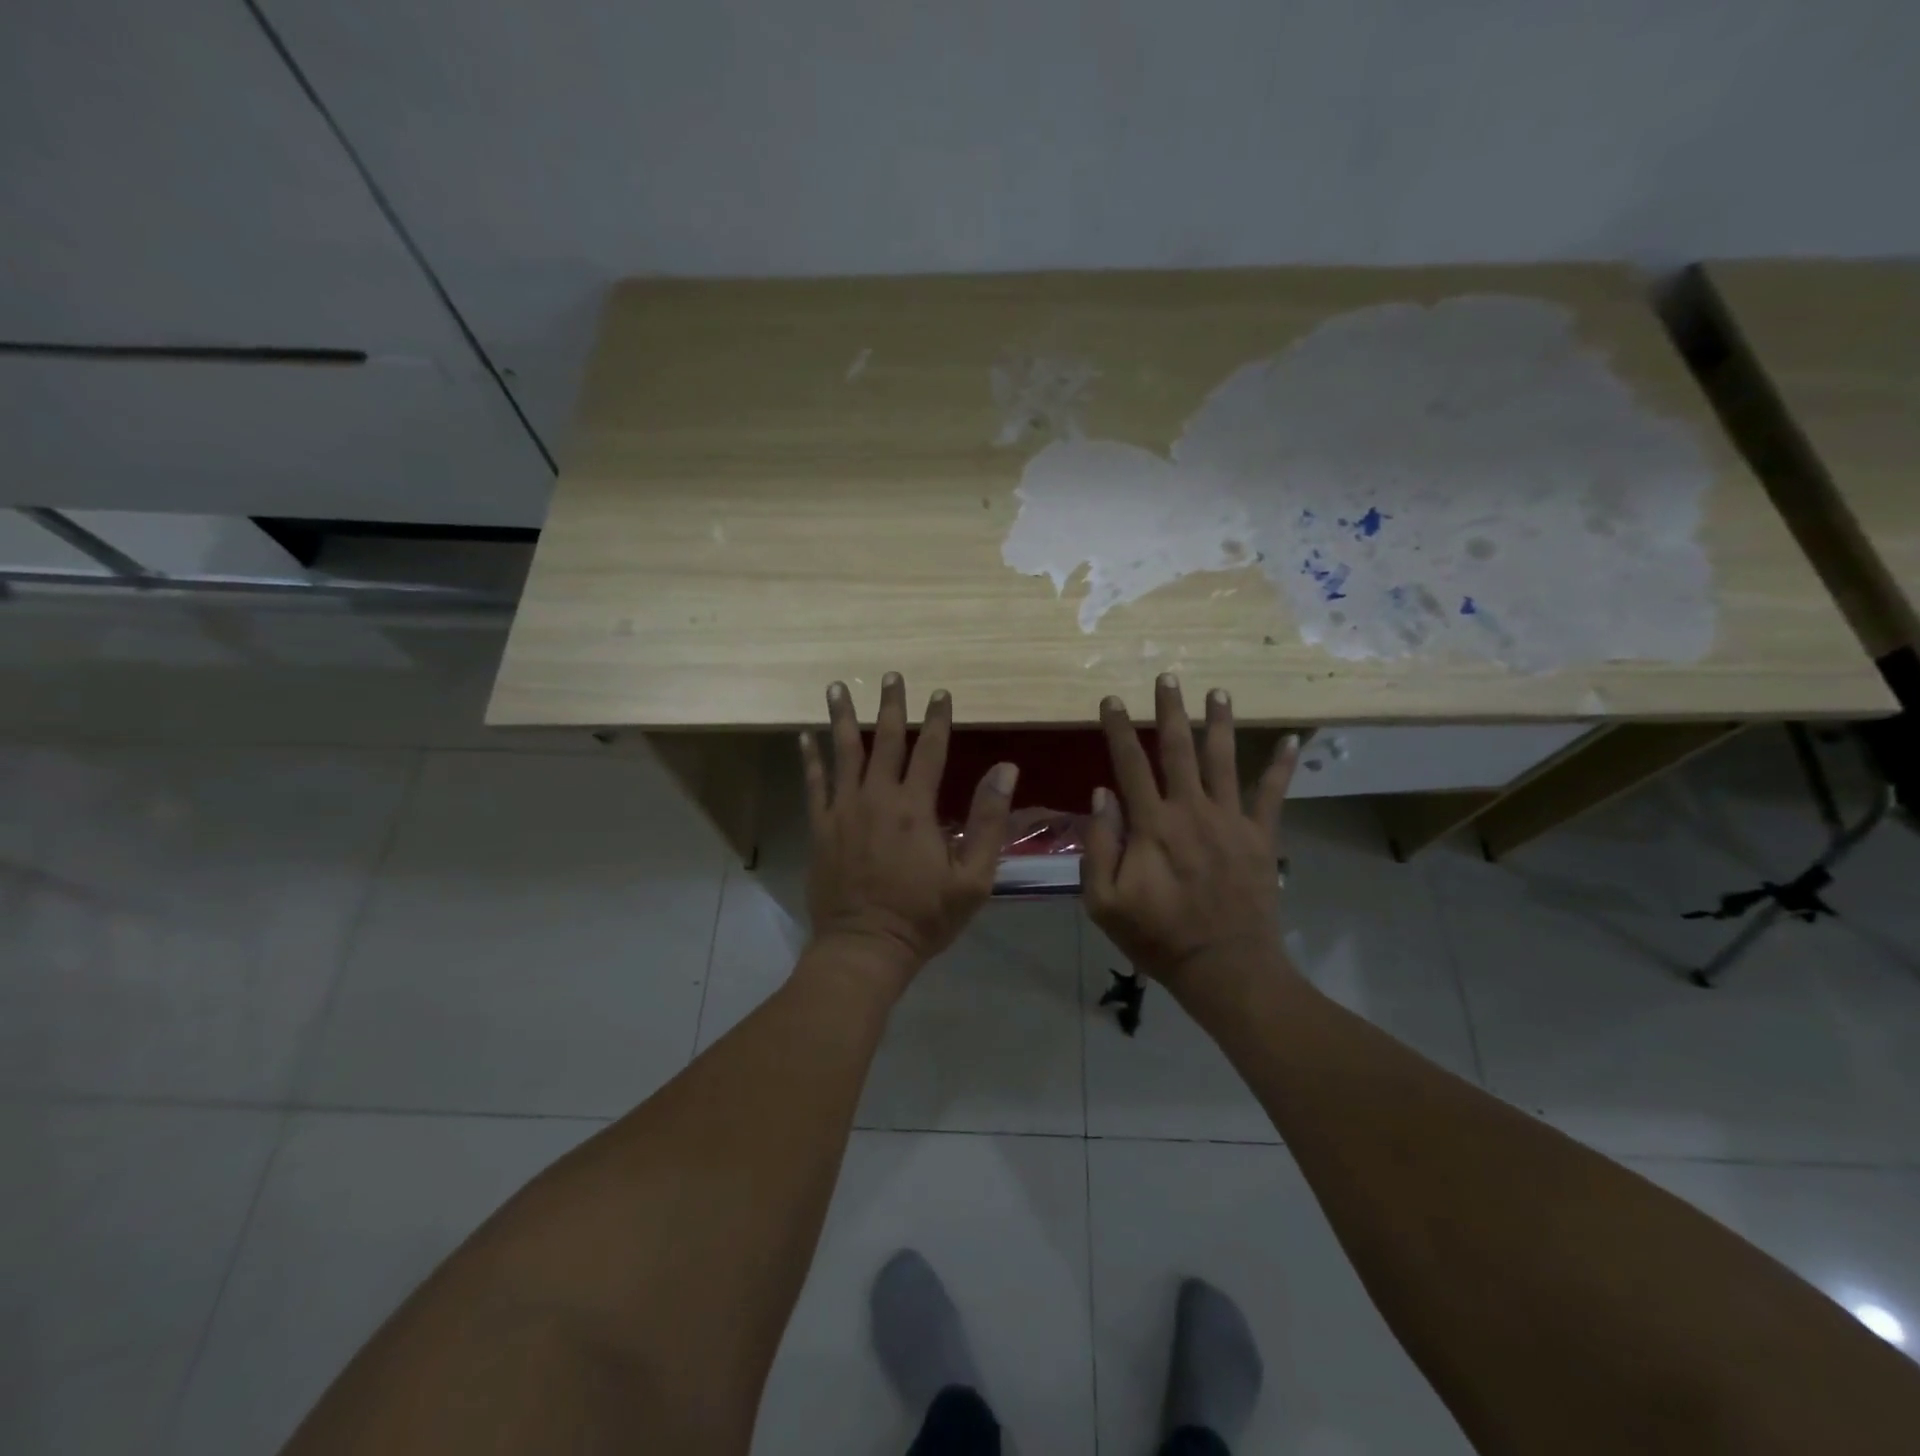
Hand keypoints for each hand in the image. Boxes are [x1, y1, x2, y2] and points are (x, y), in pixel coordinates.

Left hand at [799, 673, 1016, 995]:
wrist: (865, 947)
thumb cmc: (925, 916)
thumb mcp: (973, 877)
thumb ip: (989, 821)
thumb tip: (1005, 769)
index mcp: (915, 808)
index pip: (931, 750)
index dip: (938, 719)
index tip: (941, 692)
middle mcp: (877, 798)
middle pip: (885, 740)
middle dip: (891, 705)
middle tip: (891, 675)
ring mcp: (843, 811)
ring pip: (843, 752)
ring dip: (842, 717)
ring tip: (837, 686)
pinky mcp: (820, 828)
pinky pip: (813, 784)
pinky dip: (809, 758)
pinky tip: (804, 736)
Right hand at [1084, 674, 1298, 1001]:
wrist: (1223, 967)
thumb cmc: (1157, 936)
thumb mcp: (1104, 901)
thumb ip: (1099, 845)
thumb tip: (1102, 794)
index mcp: (1152, 825)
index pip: (1131, 764)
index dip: (1120, 730)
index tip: (1112, 700)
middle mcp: (1192, 810)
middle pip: (1179, 749)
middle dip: (1171, 710)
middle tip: (1168, 676)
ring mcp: (1231, 821)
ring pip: (1223, 760)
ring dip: (1219, 723)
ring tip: (1218, 691)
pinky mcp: (1261, 837)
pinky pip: (1273, 794)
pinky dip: (1282, 766)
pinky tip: (1293, 739)